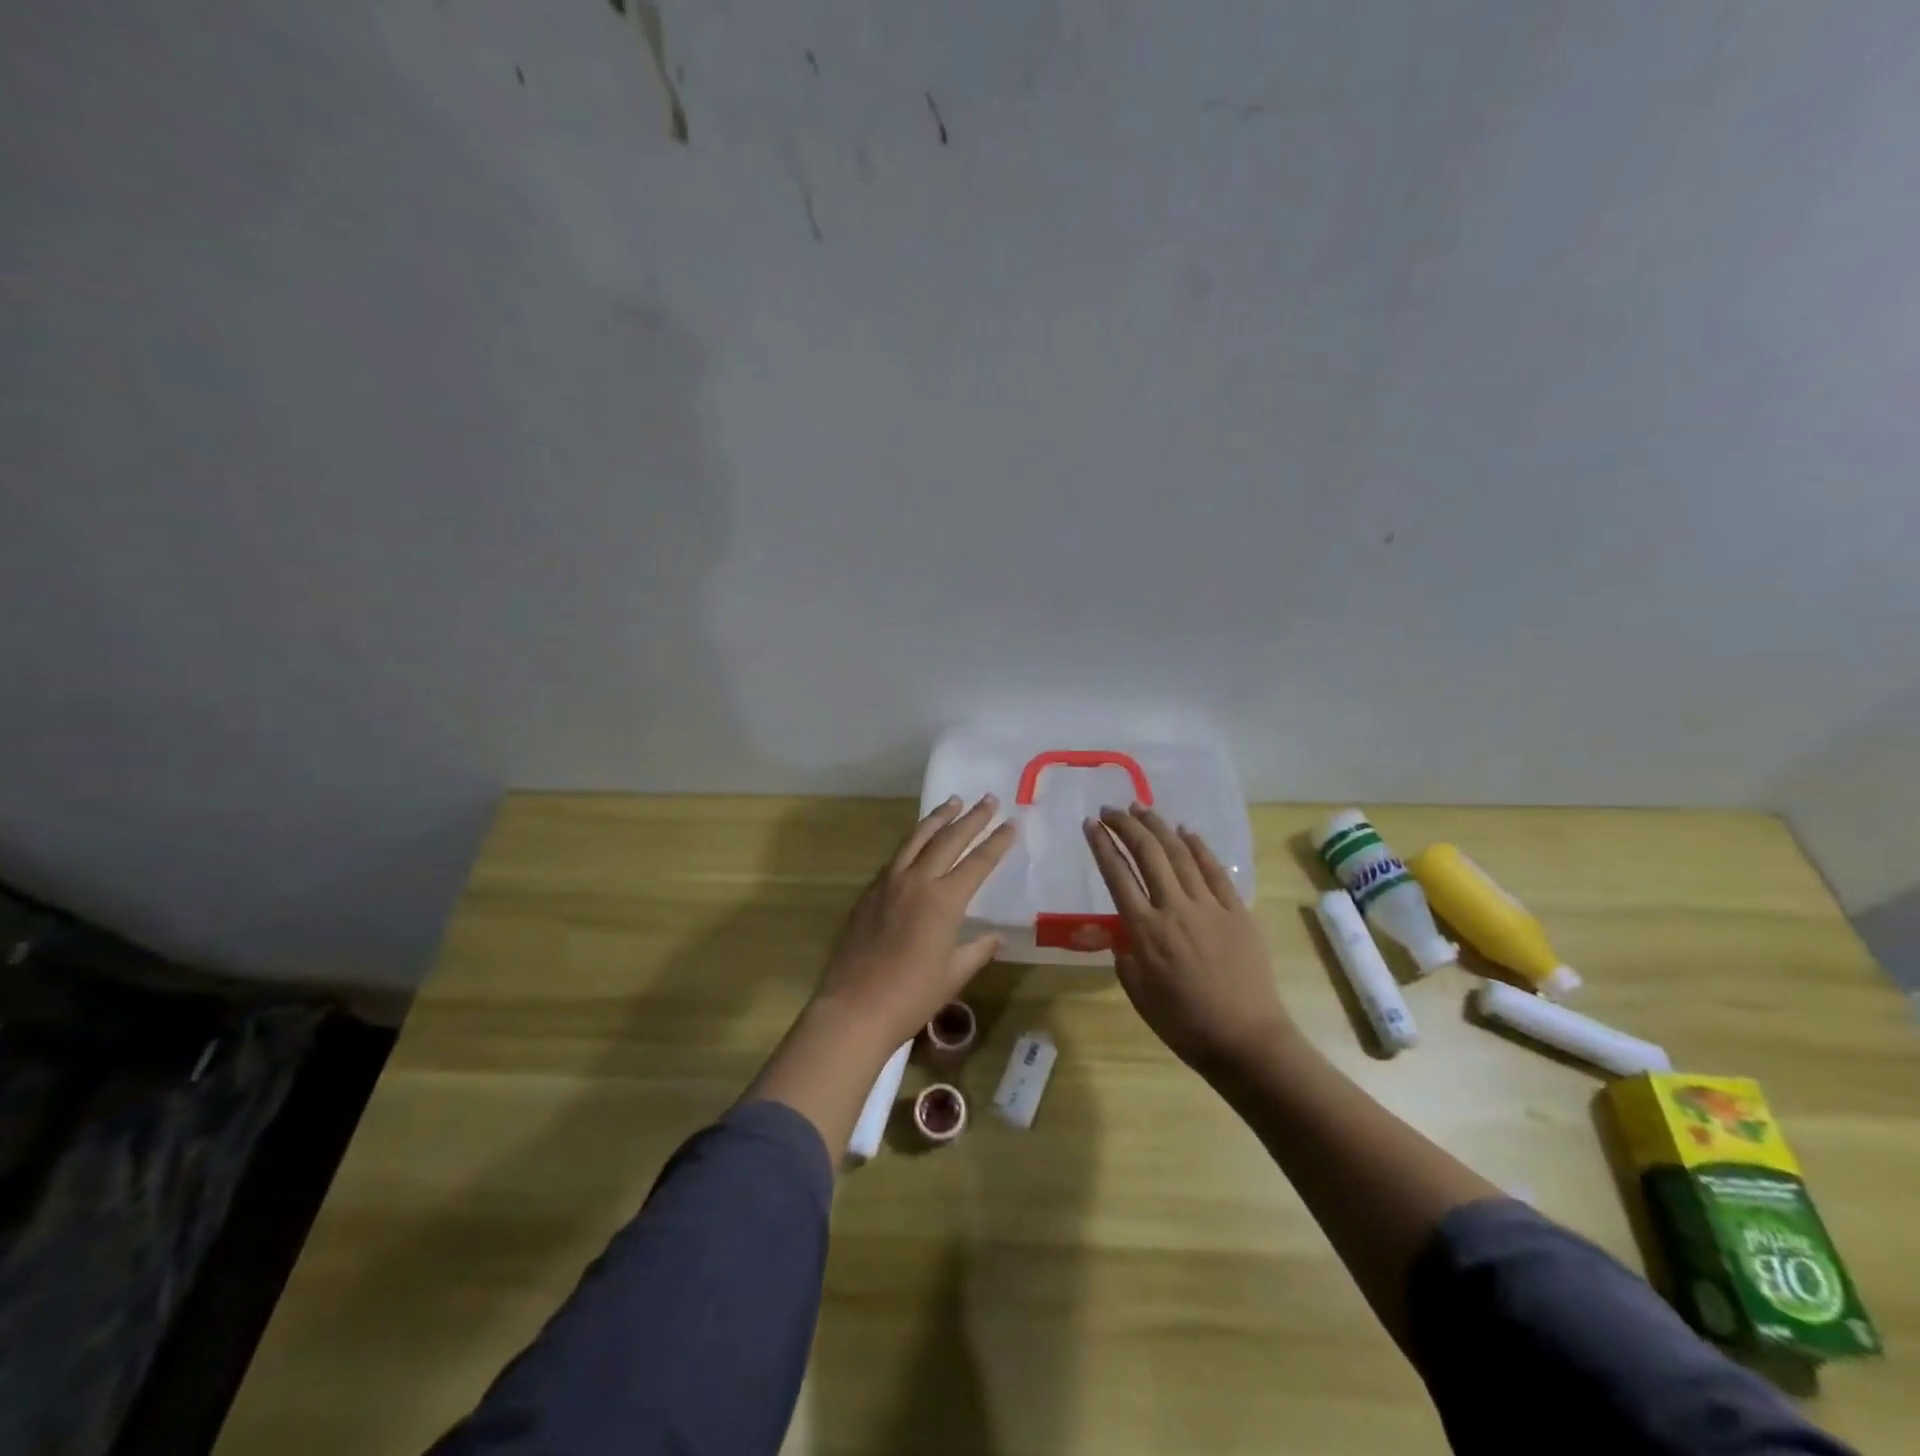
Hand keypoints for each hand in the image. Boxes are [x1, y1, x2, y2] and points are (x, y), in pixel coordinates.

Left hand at [813, 795, 1015, 1051]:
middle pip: (948, 839)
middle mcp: (917, 881)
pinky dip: (913, 841)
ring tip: (953, 802)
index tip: (1011, 823)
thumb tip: (994, 936)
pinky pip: (896, 857)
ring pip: (916, 839)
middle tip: (988, 799)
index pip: (978, 862)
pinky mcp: (869, 892)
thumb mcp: (953, 974)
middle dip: (971, 818)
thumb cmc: (912, 996)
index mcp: (944, 900)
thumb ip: (977, 950)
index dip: (997, 842)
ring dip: (937, 818)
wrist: (855, 1006)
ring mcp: (889, 883)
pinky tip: (917, 841)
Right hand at [1083, 804, 1292, 1075]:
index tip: (1090, 825)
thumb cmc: (1184, 1023)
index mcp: (1145, 930)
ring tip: (1141, 808)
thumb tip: (1124, 930)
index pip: (1117, 875)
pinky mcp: (1237, 911)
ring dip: (1158, 827)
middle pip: (1146, 853)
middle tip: (1111, 810)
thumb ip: (1125, 954)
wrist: (1245, 1039)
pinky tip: (1185, 831)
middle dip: (1125, 825)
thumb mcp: (1138, 993)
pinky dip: (1198, 847)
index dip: (1101, 845)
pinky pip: (1214, 870)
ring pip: (1179, 853)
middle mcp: (1174, 908)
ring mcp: (1209, 906)